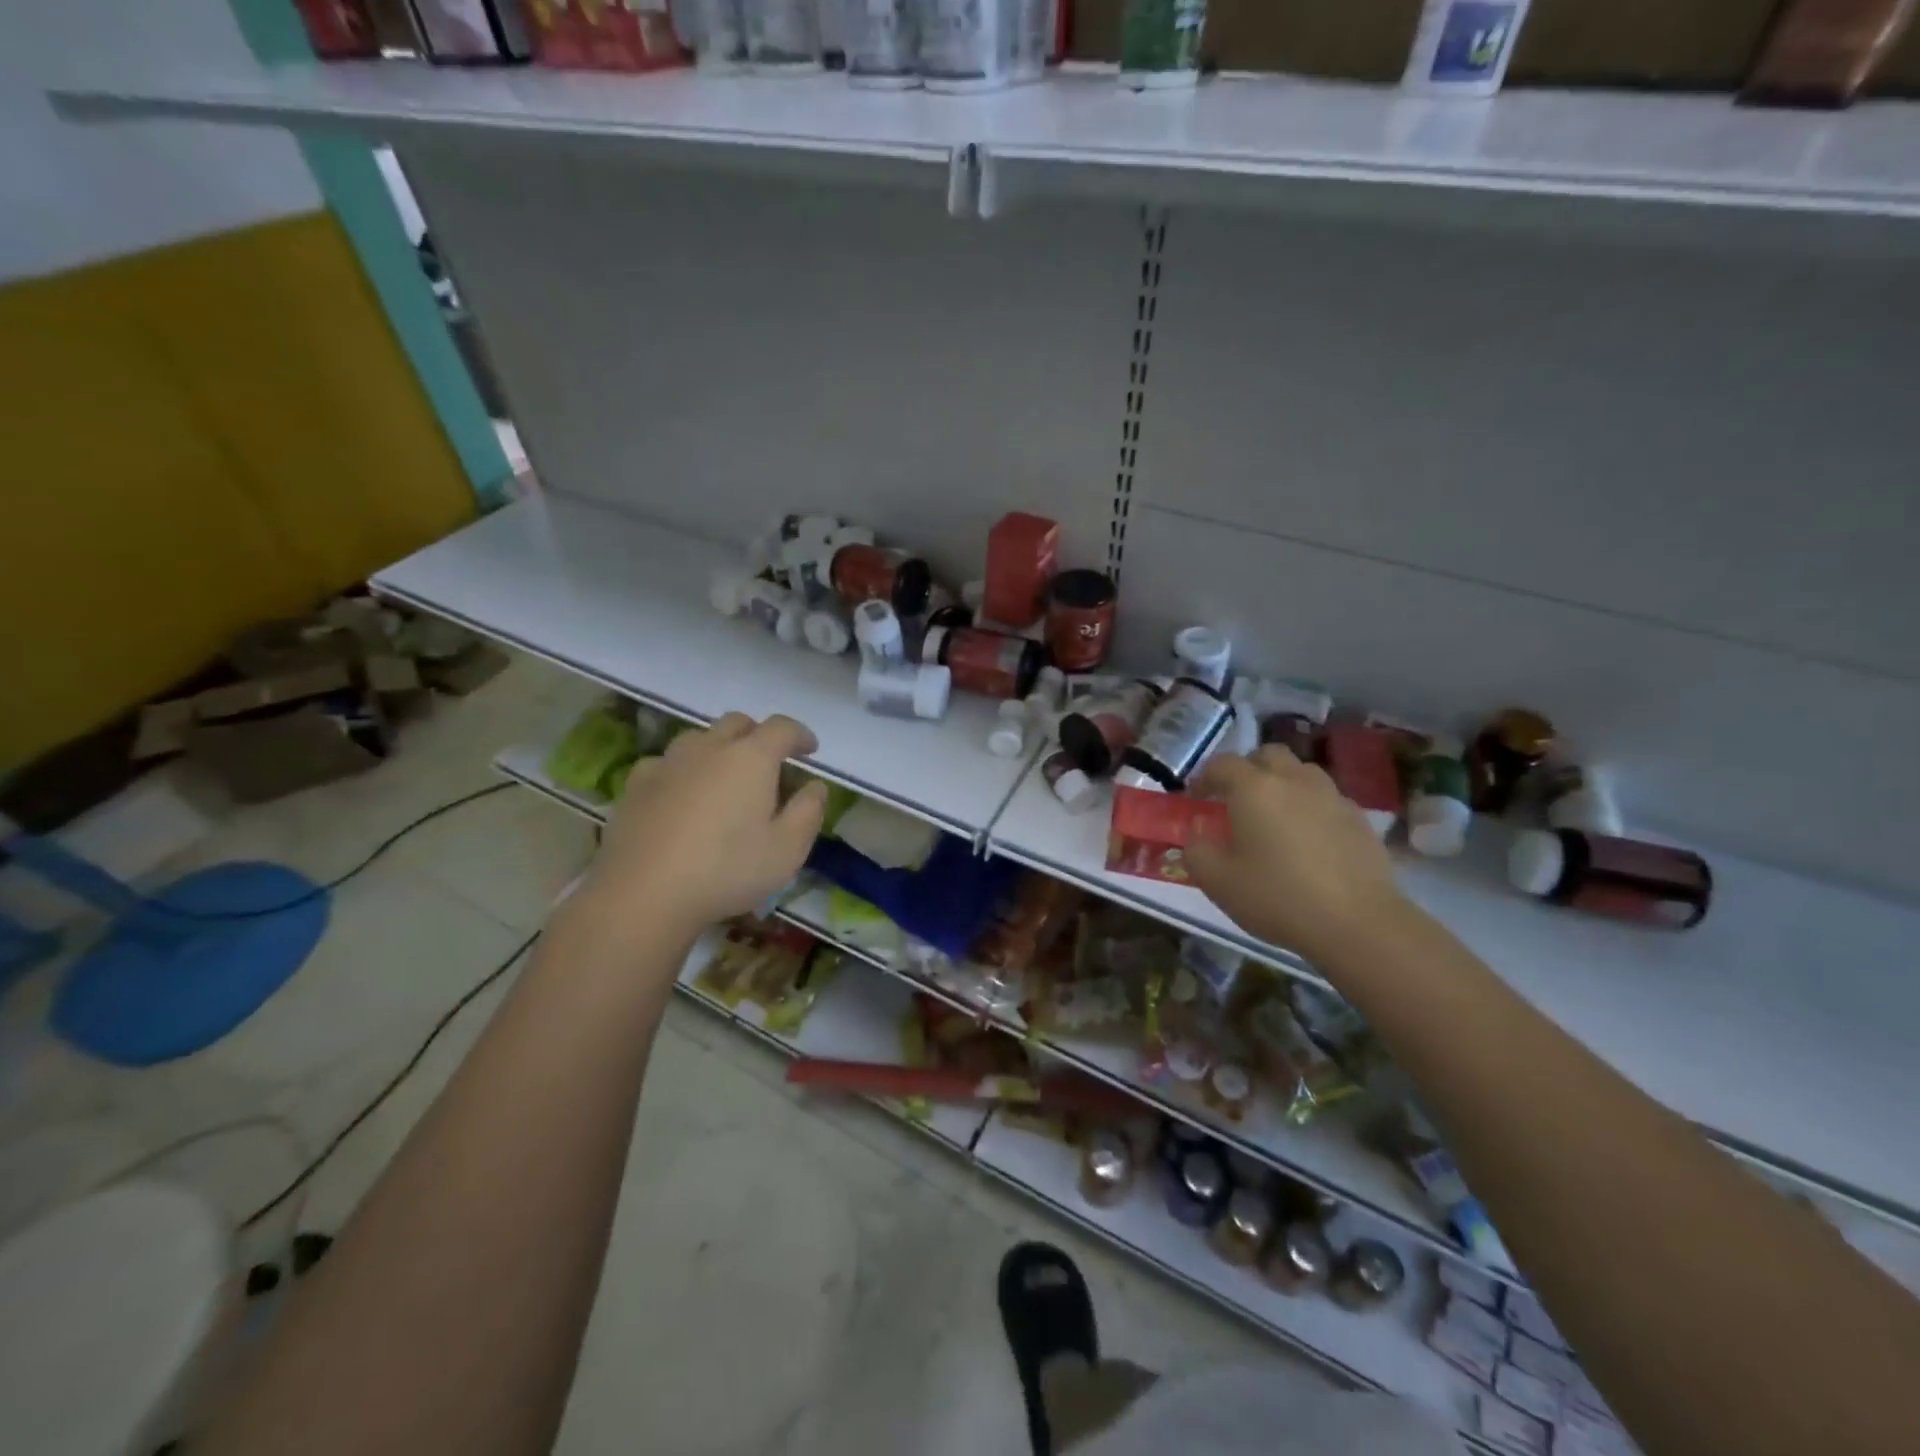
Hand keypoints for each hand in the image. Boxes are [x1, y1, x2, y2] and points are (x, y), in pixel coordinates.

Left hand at [564, 712, 828, 948]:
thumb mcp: (788, 849)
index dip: (800, 735)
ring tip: (726, 777)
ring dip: (719, 748)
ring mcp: (667, 763)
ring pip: (699, 738)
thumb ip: (808, 811)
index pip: (782, 728)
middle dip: (759, 735)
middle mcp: (709, 748)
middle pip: (738, 723)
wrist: (643, 894)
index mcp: (751, 757)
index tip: (810, 750)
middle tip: (770, 762)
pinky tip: (683, 794)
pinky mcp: (635, 785)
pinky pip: (666, 763)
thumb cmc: (727, 870)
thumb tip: (815, 786)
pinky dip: (683, 770)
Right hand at [1185, 747, 1408, 967]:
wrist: (1358, 923)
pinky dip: (1310, 808)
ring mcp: (1331, 797)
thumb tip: (1198, 834)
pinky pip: (1326, 799)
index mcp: (1254, 789)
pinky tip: (1308, 841)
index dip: (1204, 778)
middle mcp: (1293, 781)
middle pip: (1268, 755)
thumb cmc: (1277, 897)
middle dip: (1248, 770)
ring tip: (1274, 817)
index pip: (1222, 764)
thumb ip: (1196, 850)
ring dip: (1283, 785)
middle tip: (1237, 800)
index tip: (1197, 800)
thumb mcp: (1217, 881)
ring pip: (1301, 773)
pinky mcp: (1359, 819)